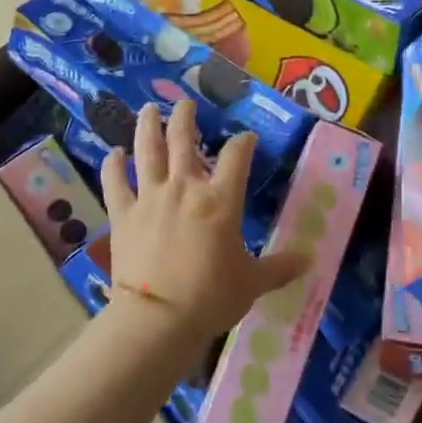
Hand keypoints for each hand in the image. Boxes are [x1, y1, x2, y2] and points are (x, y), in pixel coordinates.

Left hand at [101, 101, 309, 342]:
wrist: (158, 319)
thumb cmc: (211, 297)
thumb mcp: (253, 282)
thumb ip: (279, 267)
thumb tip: (309, 261)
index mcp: (221, 199)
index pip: (237, 155)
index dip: (243, 142)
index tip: (246, 138)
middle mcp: (185, 187)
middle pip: (183, 139)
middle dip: (185, 117)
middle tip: (185, 103)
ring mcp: (150, 197)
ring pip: (147, 150)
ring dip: (147, 126)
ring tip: (148, 109)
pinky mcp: (123, 214)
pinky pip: (115, 182)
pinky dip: (112, 165)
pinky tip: (112, 153)